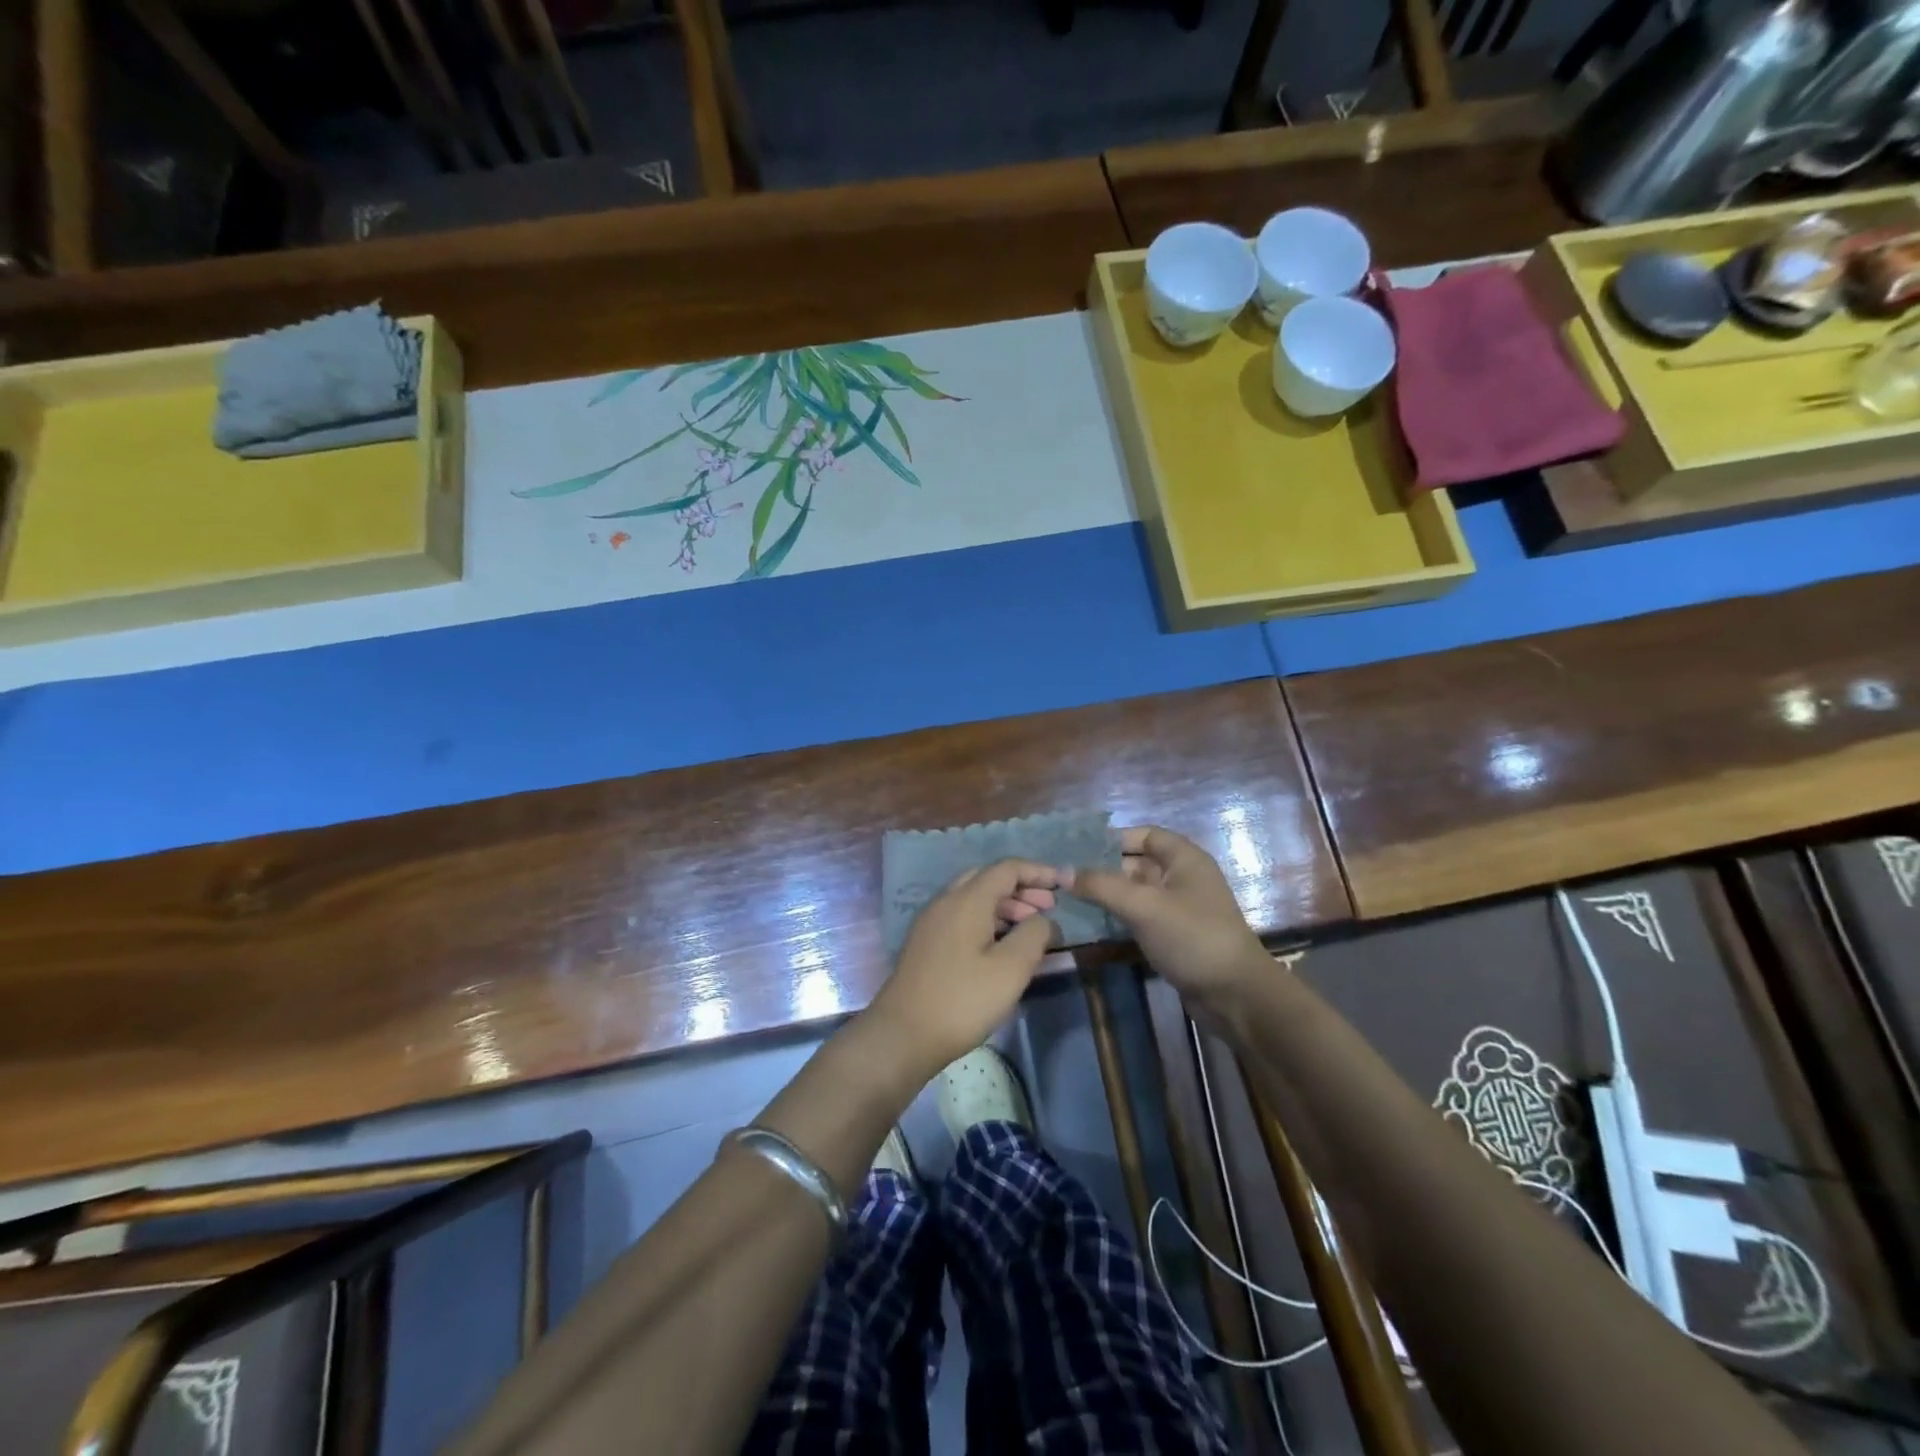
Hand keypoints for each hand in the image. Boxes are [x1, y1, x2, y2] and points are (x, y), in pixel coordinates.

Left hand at [866, 859, 1063, 1073]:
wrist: (903, 1034)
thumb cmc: (963, 1000)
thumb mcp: (1011, 969)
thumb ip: (1034, 935)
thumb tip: (1044, 920)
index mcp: (967, 900)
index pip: (1007, 869)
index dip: (1038, 872)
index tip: (1064, 884)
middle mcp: (945, 901)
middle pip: (988, 879)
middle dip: (1022, 888)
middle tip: (1049, 908)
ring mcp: (932, 922)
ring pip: (973, 898)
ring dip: (1005, 905)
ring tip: (1031, 928)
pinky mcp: (926, 943)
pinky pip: (962, 916)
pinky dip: (987, 919)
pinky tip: (1001, 945)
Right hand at [1071, 826, 1269, 1021]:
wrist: (1234, 995)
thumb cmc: (1192, 937)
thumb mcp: (1144, 906)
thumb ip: (1101, 885)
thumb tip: (1062, 872)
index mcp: (1184, 859)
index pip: (1144, 835)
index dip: (1112, 838)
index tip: (1076, 849)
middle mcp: (1182, 878)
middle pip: (1136, 863)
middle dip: (1102, 868)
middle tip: (1063, 876)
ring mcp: (1178, 909)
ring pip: (1135, 893)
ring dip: (1106, 895)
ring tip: (1067, 898)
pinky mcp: (1173, 936)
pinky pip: (1139, 917)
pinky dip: (1117, 917)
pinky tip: (1089, 923)